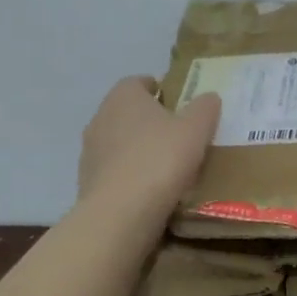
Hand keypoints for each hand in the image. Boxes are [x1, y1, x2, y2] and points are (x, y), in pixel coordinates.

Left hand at [78, 77, 221, 212]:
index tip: (179, 104)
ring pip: (120, 142)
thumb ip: (204, 108)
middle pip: (128, 112)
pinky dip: (130, 175)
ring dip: (139, 149)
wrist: (120, 212)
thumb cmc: (160, 159)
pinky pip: (115, 171)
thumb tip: (208, 97)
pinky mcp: (88, 181)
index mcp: (124, 96)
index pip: (139, 82)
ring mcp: (90, 151)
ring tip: (166, 166)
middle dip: (150, 121)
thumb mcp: (196, 129)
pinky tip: (150, 190)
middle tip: (179, 135)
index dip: (160, 90)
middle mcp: (101, 117)